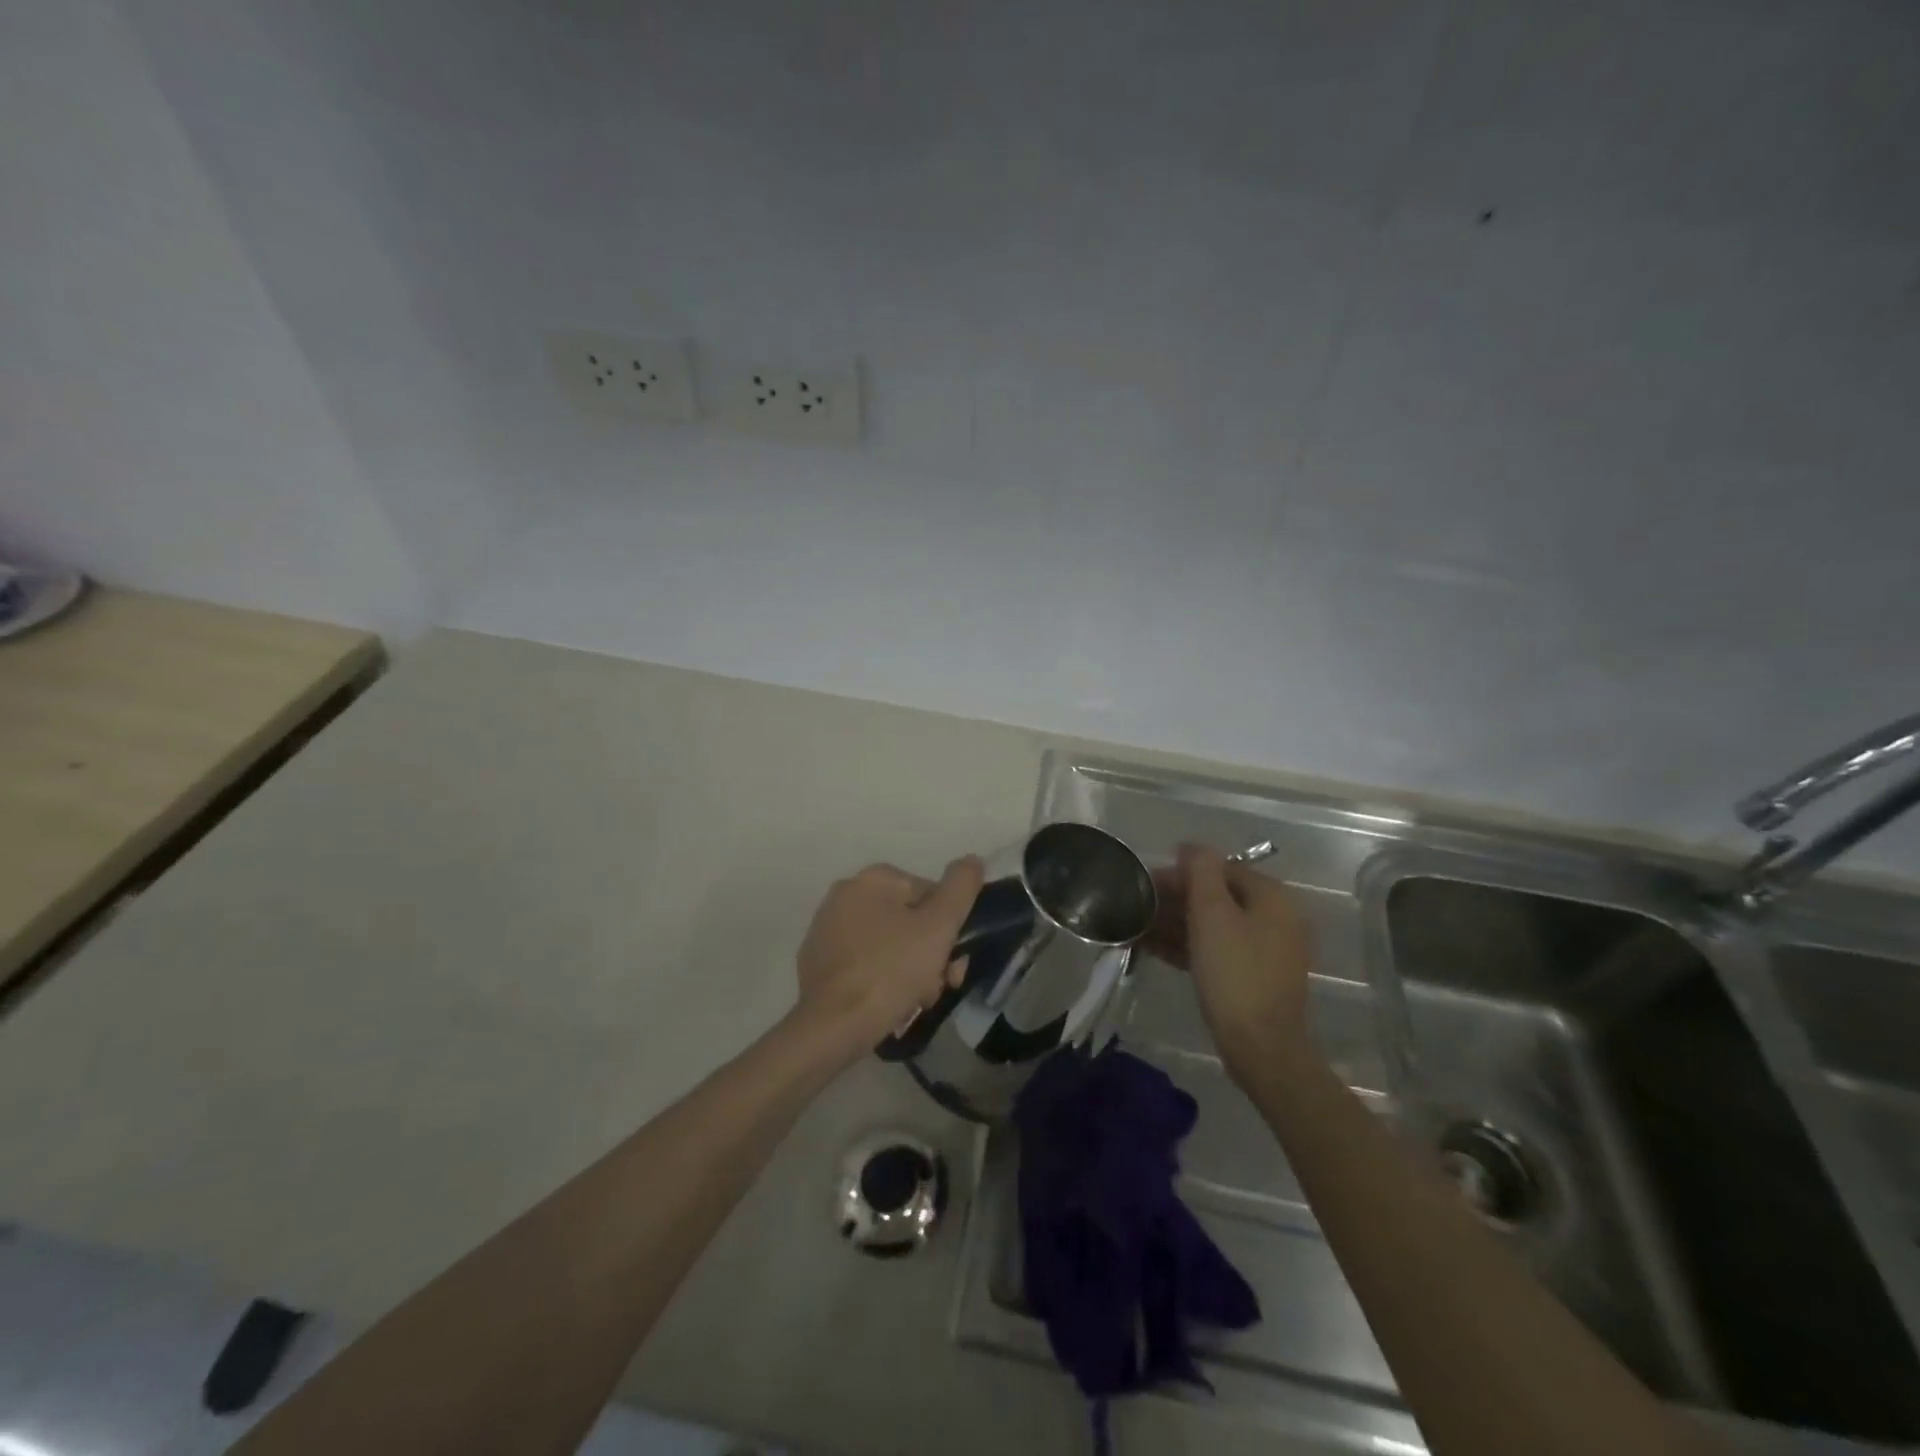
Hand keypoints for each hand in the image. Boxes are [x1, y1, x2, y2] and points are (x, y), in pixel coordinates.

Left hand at [792, 857, 984, 1062]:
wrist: (831, 1026)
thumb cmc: (889, 971)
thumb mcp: (938, 927)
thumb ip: (960, 888)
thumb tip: (972, 860)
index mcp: (874, 878)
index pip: (931, 896)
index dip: (950, 932)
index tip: (953, 966)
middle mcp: (846, 893)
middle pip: (909, 921)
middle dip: (930, 955)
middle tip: (936, 989)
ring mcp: (827, 928)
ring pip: (889, 945)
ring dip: (909, 971)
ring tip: (913, 1003)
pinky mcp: (817, 960)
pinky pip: (864, 963)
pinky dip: (880, 979)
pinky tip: (887, 1004)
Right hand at [1150, 845, 1314, 1081]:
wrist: (1261, 1046)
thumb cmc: (1234, 972)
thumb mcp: (1212, 913)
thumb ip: (1201, 871)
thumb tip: (1192, 847)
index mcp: (1272, 897)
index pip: (1220, 869)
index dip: (1180, 873)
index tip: (1145, 884)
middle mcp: (1276, 918)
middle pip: (1217, 896)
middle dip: (1176, 900)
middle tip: (1138, 908)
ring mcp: (1267, 950)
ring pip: (1214, 925)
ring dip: (1176, 924)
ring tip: (1137, 929)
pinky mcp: (1254, 977)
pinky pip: (1217, 950)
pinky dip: (1188, 946)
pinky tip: (1154, 950)